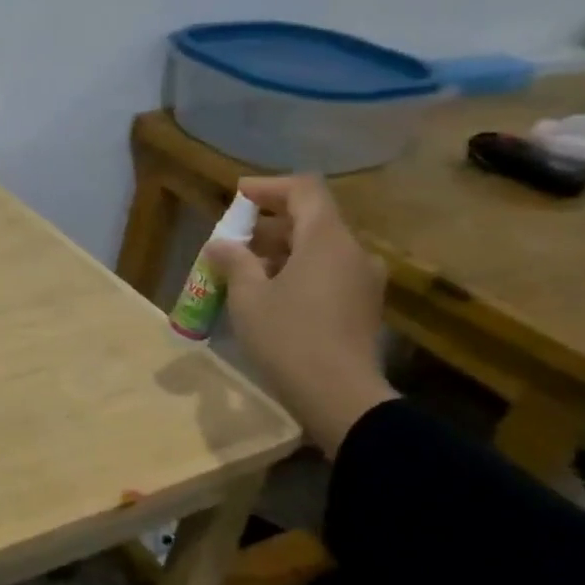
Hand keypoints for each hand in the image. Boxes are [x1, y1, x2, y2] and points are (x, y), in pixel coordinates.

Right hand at [205, 175, 394, 454]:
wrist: (340, 397)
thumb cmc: (289, 337)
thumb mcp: (248, 296)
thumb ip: (234, 261)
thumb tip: (220, 244)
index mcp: (327, 240)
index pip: (304, 190)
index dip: (269, 187)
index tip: (237, 194)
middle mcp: (353, 252)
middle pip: (313, 218)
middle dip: (270, 222)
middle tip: (233, 236)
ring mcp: (363, 281)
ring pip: (320, 248)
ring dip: (282, 248)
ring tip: (245, 266)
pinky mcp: (362, 306)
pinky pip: (328, 271)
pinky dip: (298, 269)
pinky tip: (270, 291)